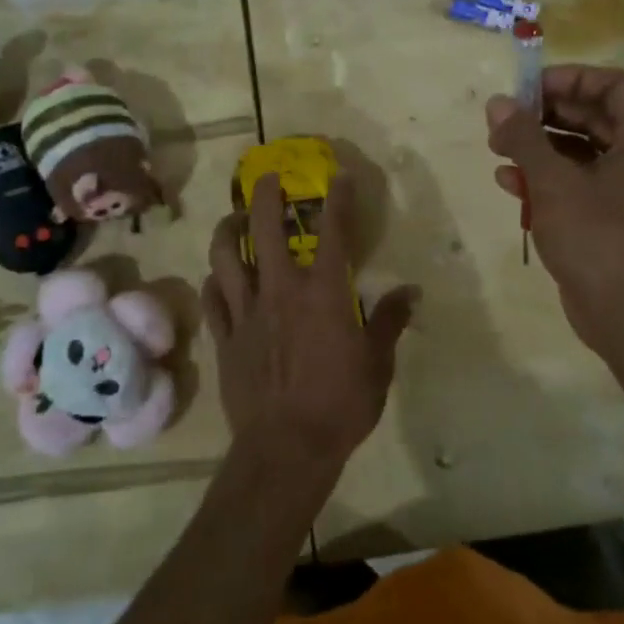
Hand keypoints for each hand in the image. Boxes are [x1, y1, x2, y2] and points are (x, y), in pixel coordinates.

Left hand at [202, 171, 414, 482]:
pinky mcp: (224, 336)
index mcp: (322, 292)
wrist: (286, 447)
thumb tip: (411, 292)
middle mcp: (280, 289)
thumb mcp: (377, 364)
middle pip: (265, 228)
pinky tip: (218, 276)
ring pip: (225, 256)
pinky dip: (214, 280)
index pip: (332, 232)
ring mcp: (246, 311)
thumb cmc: (341, 404)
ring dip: (229, 230)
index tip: (338, 176)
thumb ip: (390, 321)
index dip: (337, 199)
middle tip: (267, 178)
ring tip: (234, 219)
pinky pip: (212, 297)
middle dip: (266, 195)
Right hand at [485, 64, 623, 364]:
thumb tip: (496, 103)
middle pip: (593, 115)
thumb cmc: (597, 237)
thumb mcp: (553, 182)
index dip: (569, 78)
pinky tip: (507, 181)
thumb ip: (524, 137)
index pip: (612, 84)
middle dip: (545, 113)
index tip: (527, 88)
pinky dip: (544, 176)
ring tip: (497, 147)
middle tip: (504, 118)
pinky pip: (576, 180)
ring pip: (580, 149)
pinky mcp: (609, 215)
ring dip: (539, 144)